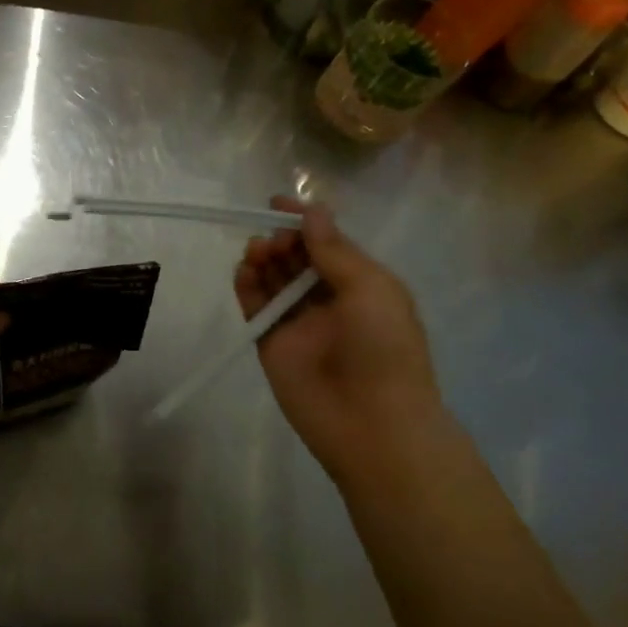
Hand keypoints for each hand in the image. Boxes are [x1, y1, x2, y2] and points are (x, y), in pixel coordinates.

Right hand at [234, 197, 444, 484]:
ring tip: (257, 252)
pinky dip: (246, 285)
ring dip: (263, 258)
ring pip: (273, 279)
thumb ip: (335, 250)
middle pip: (296, 258)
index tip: (276, 203)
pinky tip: (244, 270)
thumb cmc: (383, 348)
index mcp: (361, 284)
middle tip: (275, 239)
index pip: (327, 243)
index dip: (304, 222)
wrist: (371, 423)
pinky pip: (255, 307)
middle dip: (282, 239)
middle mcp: (328, 299)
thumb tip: (312, 212)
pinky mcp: (271, 343)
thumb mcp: (370, 288)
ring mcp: (298, 322)